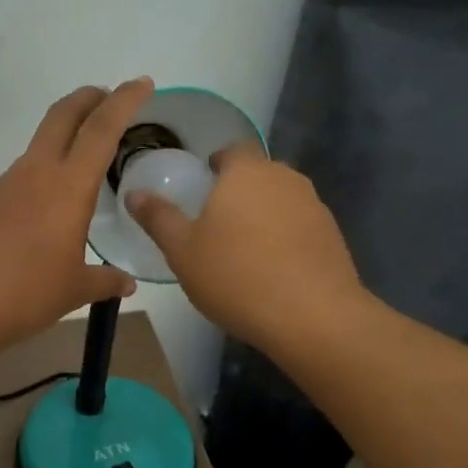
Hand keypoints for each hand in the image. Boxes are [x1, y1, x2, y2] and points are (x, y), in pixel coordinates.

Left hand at [0, 79, 150, 351]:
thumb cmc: (24, 294)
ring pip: (37, 149)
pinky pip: (16, 181)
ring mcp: (1, 185)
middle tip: (106, 96)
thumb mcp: (73, 291)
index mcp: (67, 188)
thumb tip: (126, 283)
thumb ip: (104, 281)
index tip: (141, 84)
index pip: (101, 130)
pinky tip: (37, 218)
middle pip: (62, 116)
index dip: (124, 101)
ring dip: (61, 142)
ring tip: (78, 170)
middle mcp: (33, 174)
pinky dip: (36, 181)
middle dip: (87, 98)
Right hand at [124, 144, 364, 354]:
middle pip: (258, 174)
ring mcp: (315, 206)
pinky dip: (285, 237)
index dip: (217, 164)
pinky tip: (273, 269)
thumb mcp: (182, 250)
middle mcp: (285, 178)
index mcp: (247, 172)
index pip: (232, 151)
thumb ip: (159, 217)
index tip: (203, 186)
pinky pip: (300, 225)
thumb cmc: (236, 276)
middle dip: (239, 190)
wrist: (313, 316)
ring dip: (263, 214)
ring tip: (244, 248)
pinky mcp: (333, 235)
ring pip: (281, 199)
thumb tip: (134, 193)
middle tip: (216, 221)